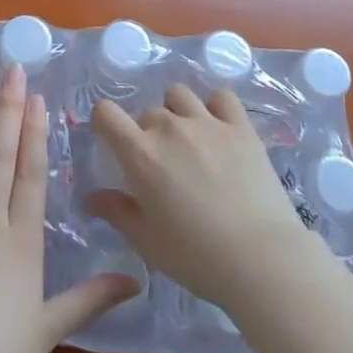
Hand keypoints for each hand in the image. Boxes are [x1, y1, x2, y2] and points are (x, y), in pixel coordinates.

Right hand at [88, 84, 323, 309]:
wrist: (260, 258)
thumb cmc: (195, 256)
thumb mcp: (147, 241)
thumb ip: (117, 212)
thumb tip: (92, 197)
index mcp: (140, 153)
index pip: (106, 113)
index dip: (104, 123)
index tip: (113, 142)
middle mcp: (170, 127)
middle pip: (146, 112)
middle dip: (147, 132)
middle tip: (161, 164)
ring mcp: (208, 122)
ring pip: (179, 95)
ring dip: (176, 112)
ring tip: (188, 139)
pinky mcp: (241, 126)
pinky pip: (221, 96)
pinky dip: (214, 106)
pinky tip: (219, 127)